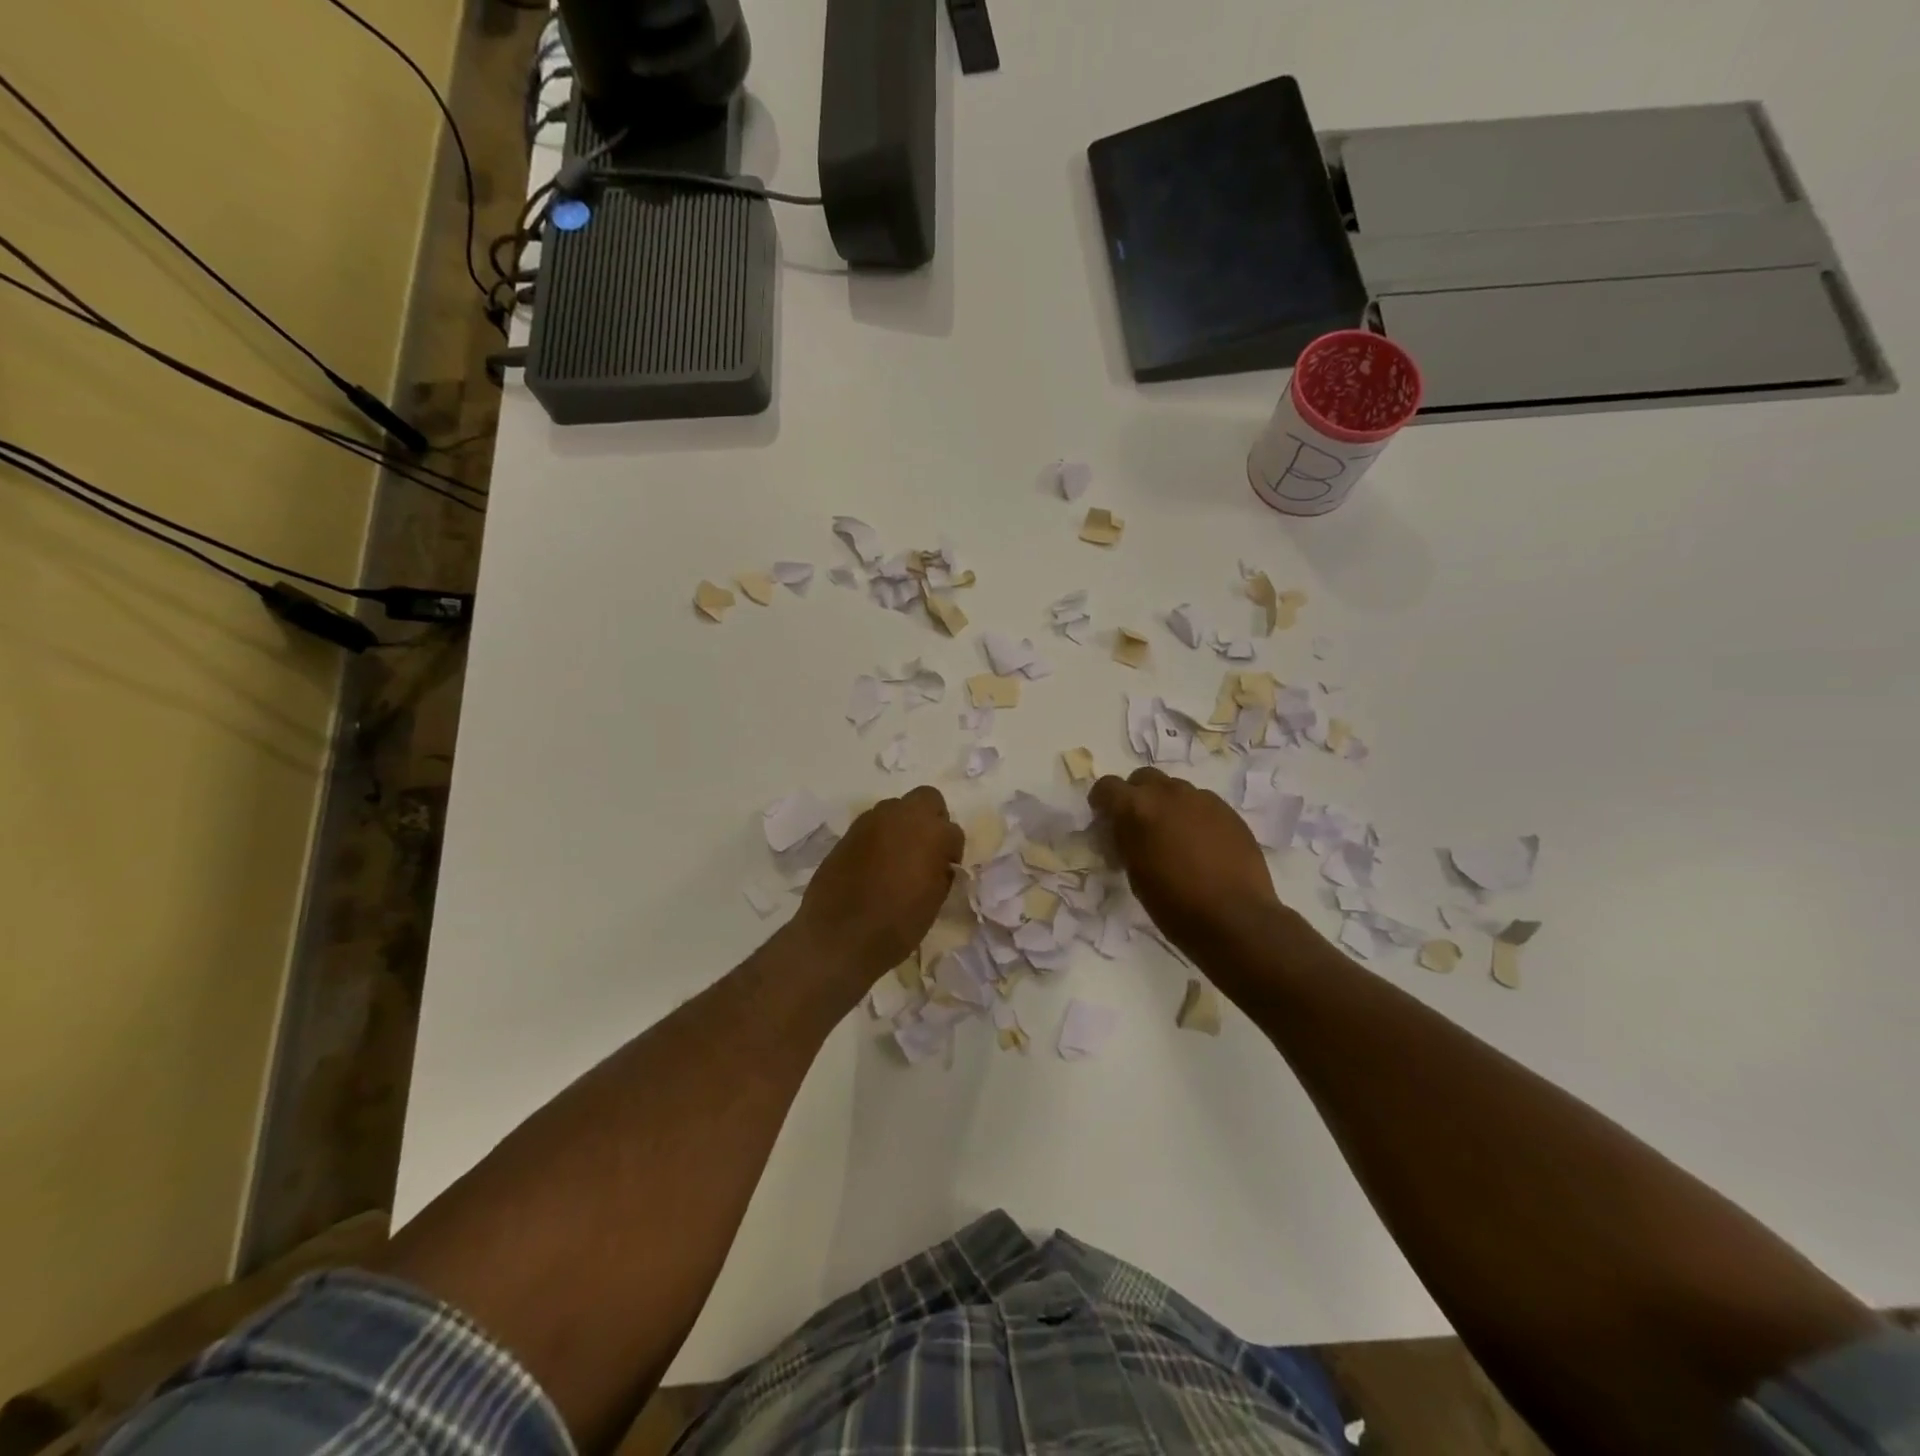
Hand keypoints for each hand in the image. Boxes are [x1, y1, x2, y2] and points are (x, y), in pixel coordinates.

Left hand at [794, 786, 962, 983]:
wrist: (838, 936)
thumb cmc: (897, 923)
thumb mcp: (934, 900)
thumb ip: (941, 871)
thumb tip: (939, 862)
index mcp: (930, 832)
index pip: (953, 831)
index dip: (952, 851)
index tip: (946, 868)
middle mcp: (901, 815)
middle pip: (926, 799)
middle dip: (931, 819)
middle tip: (927, 850)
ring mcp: (870, 821)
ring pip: (896, 809)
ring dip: (903, 825)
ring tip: (898, 857)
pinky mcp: (847, 833)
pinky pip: (872, 825)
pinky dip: (879, 837)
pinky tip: (875, 864)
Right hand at [1090, 768, 1283, 957]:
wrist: (1234, 918)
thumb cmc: (1174, 904)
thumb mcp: (1134, 873)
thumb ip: (1126, 841)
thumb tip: (1124, 830)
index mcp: (1137, 808)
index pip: (1108, 786)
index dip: (1102, 800)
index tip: (1104, 817)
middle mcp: (1169, 793)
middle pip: (1144, 778)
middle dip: (1136, 795)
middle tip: (1139, 824)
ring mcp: (1202, 799)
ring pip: (1175, 789)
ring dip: (1167, 805)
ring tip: (1173, 835)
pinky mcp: (1228, 811)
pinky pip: (1202, 803)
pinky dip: (1193, 815)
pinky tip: (1201, 843)